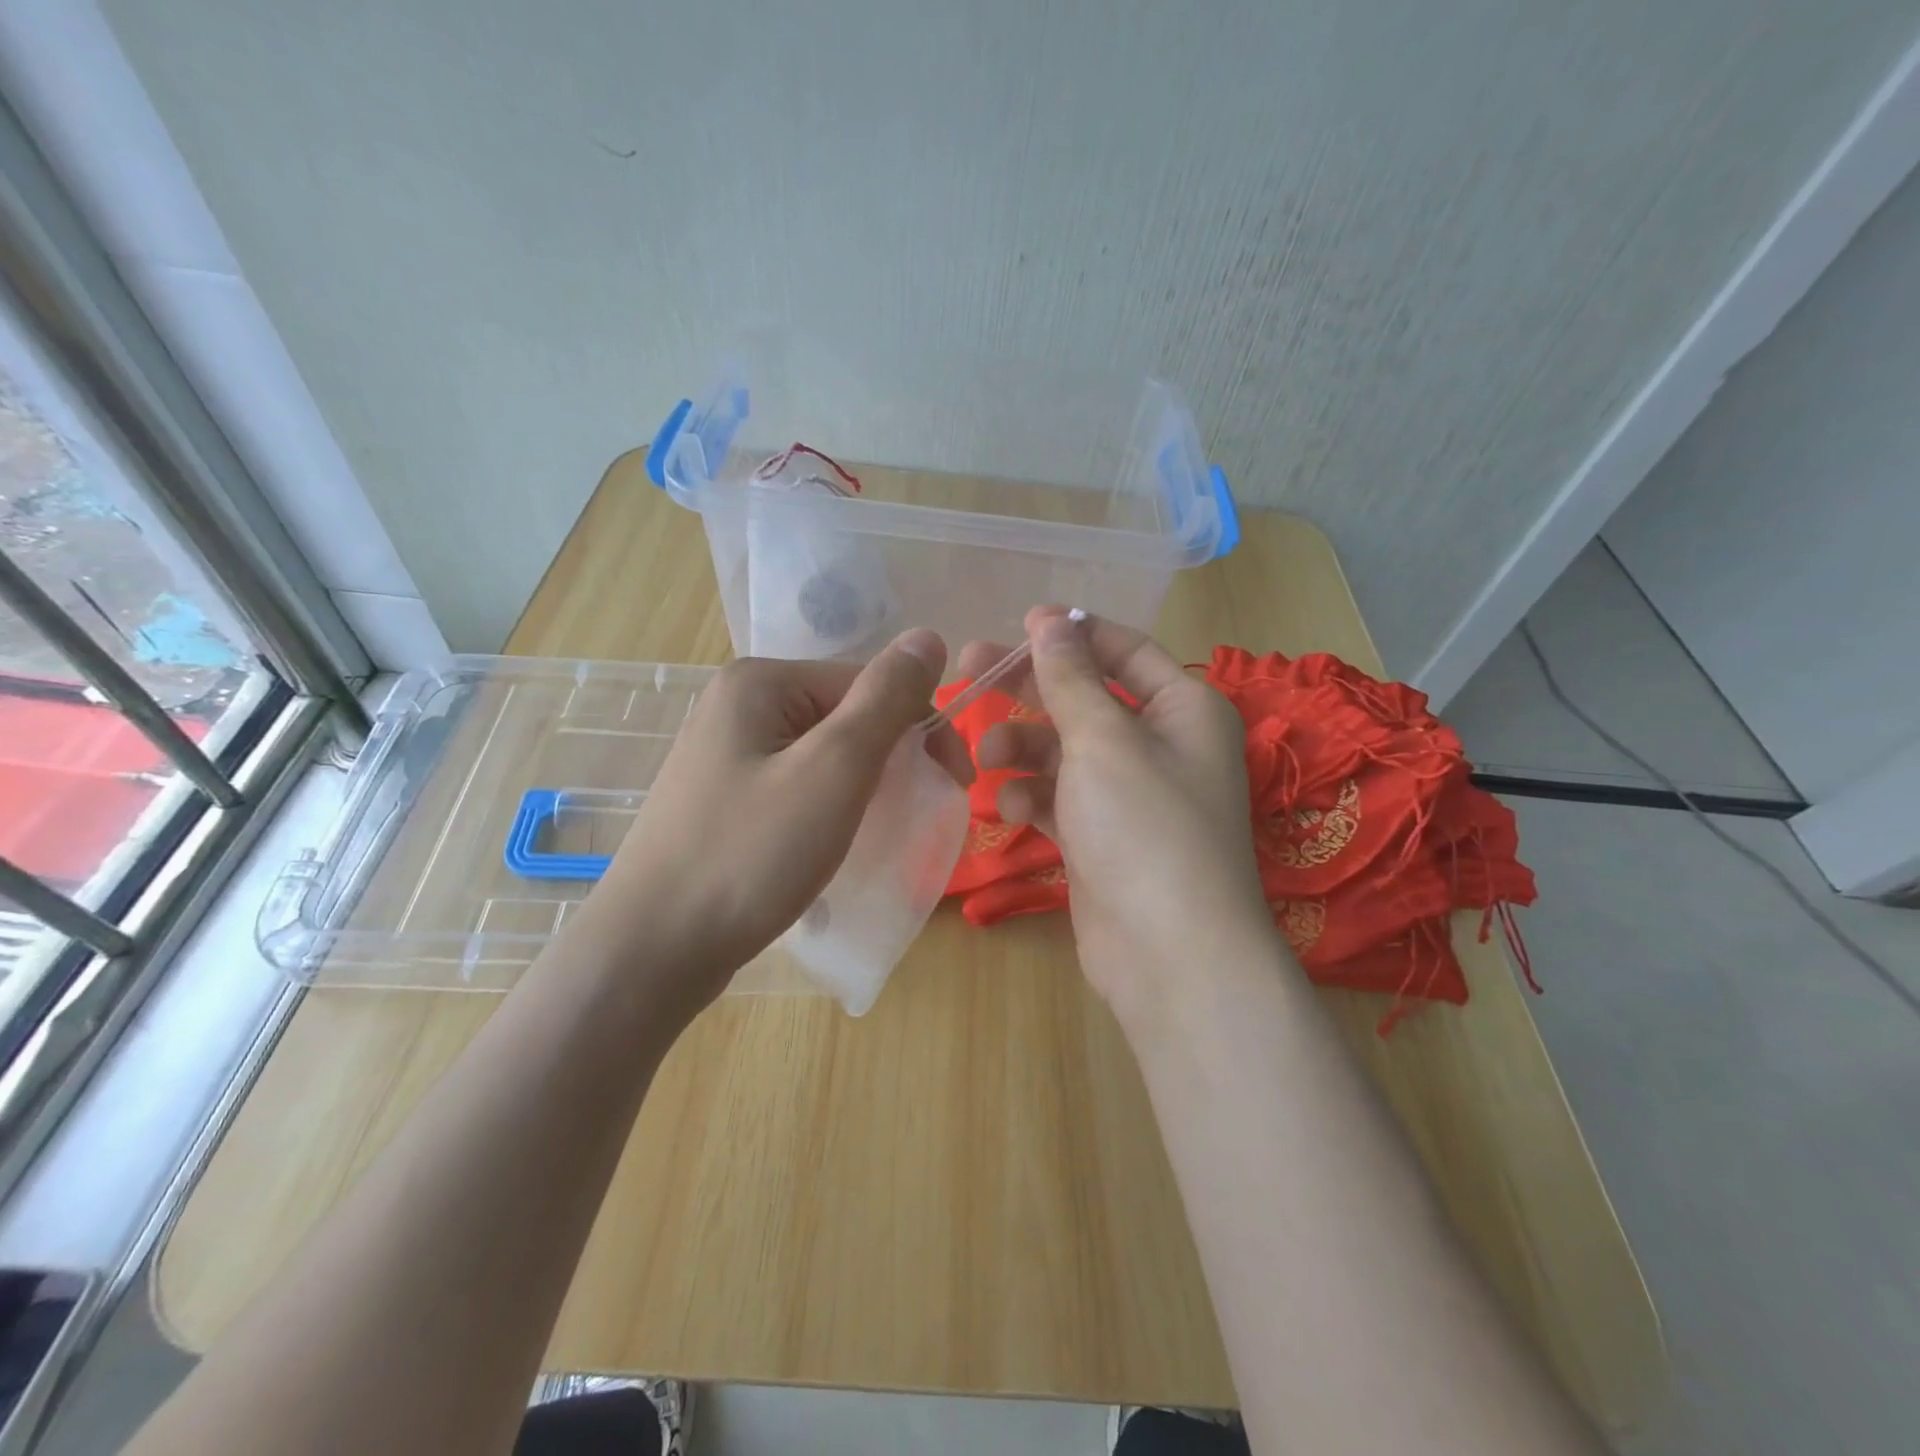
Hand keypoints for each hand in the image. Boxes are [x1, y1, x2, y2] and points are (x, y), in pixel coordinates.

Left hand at [585, 630, 972, 1011]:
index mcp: (761, 682)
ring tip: (880, 832)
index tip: (955, 783)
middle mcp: (738, 705)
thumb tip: (928, 636)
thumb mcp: (834, 770)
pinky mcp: (724, 799)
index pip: (868, 682)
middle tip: (919, 814)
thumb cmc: (751, 855)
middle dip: (891, 758)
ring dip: (864, 786)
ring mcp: (725, 754)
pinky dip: (829, 807)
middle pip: (845, 716)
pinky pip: (797, 785)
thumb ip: (886, 699)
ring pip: (824, 755)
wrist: (652, 951)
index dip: (920, 726)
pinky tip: (834, 842)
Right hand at [957, 607, 1274, 1018]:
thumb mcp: (1103, 740)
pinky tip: (1009, 809)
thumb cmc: (1145, 827)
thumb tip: (1050, 620)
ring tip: (985, 755)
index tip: (1017, 624)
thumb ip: (1070, 677)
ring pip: (1065, 752)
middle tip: (967, 670)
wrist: (1170, 956)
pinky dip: (1033, 798)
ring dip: (1023, 749)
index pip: (1124, 650)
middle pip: (1086, 699)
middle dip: (1030, 688)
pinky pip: (1060, 801)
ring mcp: (1130, 796)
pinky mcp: (1102, 839)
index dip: (1072, 635)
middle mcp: (1161, 746)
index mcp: (1183, 709)